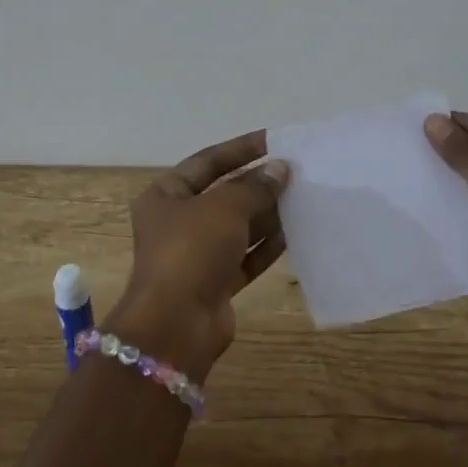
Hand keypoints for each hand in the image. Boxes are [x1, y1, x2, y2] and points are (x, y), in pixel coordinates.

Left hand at [104, 130, 288, 380]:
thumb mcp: (225, 208)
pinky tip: (295, 234)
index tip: (275, 140)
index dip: (241, 149)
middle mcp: (177, 222)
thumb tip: (280, 169)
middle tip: (296, 172)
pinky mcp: (214, 283)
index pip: (207, 161)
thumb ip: (255, 186)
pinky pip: (244, 257)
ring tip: (302, 199)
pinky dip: (266, 246)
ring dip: (267, 214)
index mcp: (165, 195)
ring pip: (237, 227)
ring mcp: (195, 255)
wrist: (176, 325)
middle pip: (224, 195)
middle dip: (258, 184)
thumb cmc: (192, 251)